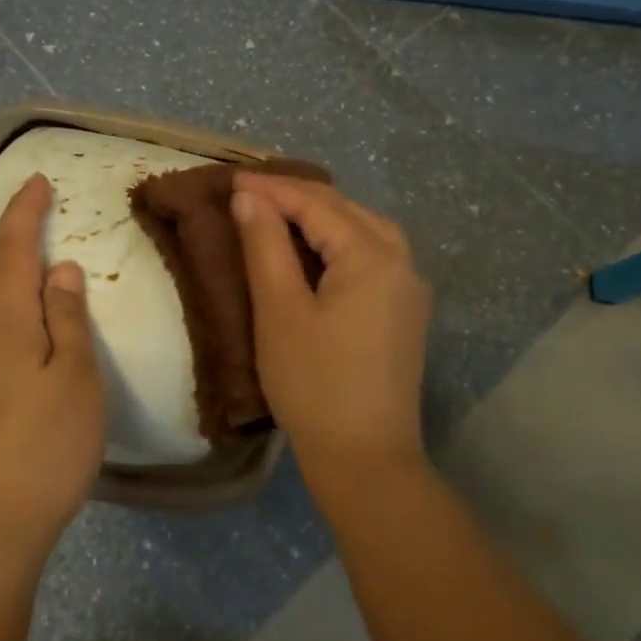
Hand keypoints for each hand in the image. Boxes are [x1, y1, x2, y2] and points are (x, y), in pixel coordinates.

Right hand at [231, 173, 431, 506]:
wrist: (366, 460)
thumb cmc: (314, 384)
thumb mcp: (279, 311)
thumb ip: (266, 246)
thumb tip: (250, 197)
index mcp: (373, 256)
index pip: (317, 205)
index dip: (272, 190)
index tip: (231, 180)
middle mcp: (402, 261)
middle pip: (346, 210)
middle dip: (297, 196)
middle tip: (249, 192)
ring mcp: (410, 288)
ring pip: (364, 229)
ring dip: (322, 215)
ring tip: (280, 212)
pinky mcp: (406, 312)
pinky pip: (374, 255)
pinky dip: (340, 240)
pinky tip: (317, 248)